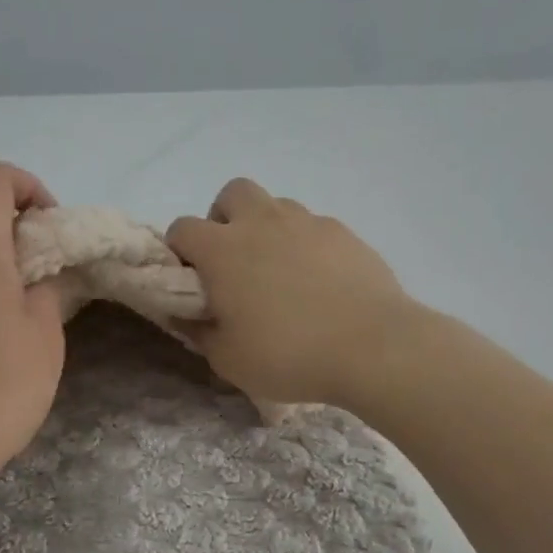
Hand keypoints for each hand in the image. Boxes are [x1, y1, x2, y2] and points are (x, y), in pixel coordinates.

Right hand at [167, 178, 415, 408]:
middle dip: (225, 219)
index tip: (191, 281)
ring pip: (275, 205)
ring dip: (266, 228)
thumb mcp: (227, 359)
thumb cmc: (287, 354)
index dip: (180, 252)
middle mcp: (261, 222)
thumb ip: (198, 331)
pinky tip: (318, 280)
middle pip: (231, 194)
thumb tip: (183, 314)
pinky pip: (313, 226)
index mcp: (222, 249)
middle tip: (234, 261)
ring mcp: (307, 223)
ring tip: (279, 271)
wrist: (372, 347)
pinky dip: (305, 244)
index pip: (182, 228)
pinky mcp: (344, 232)